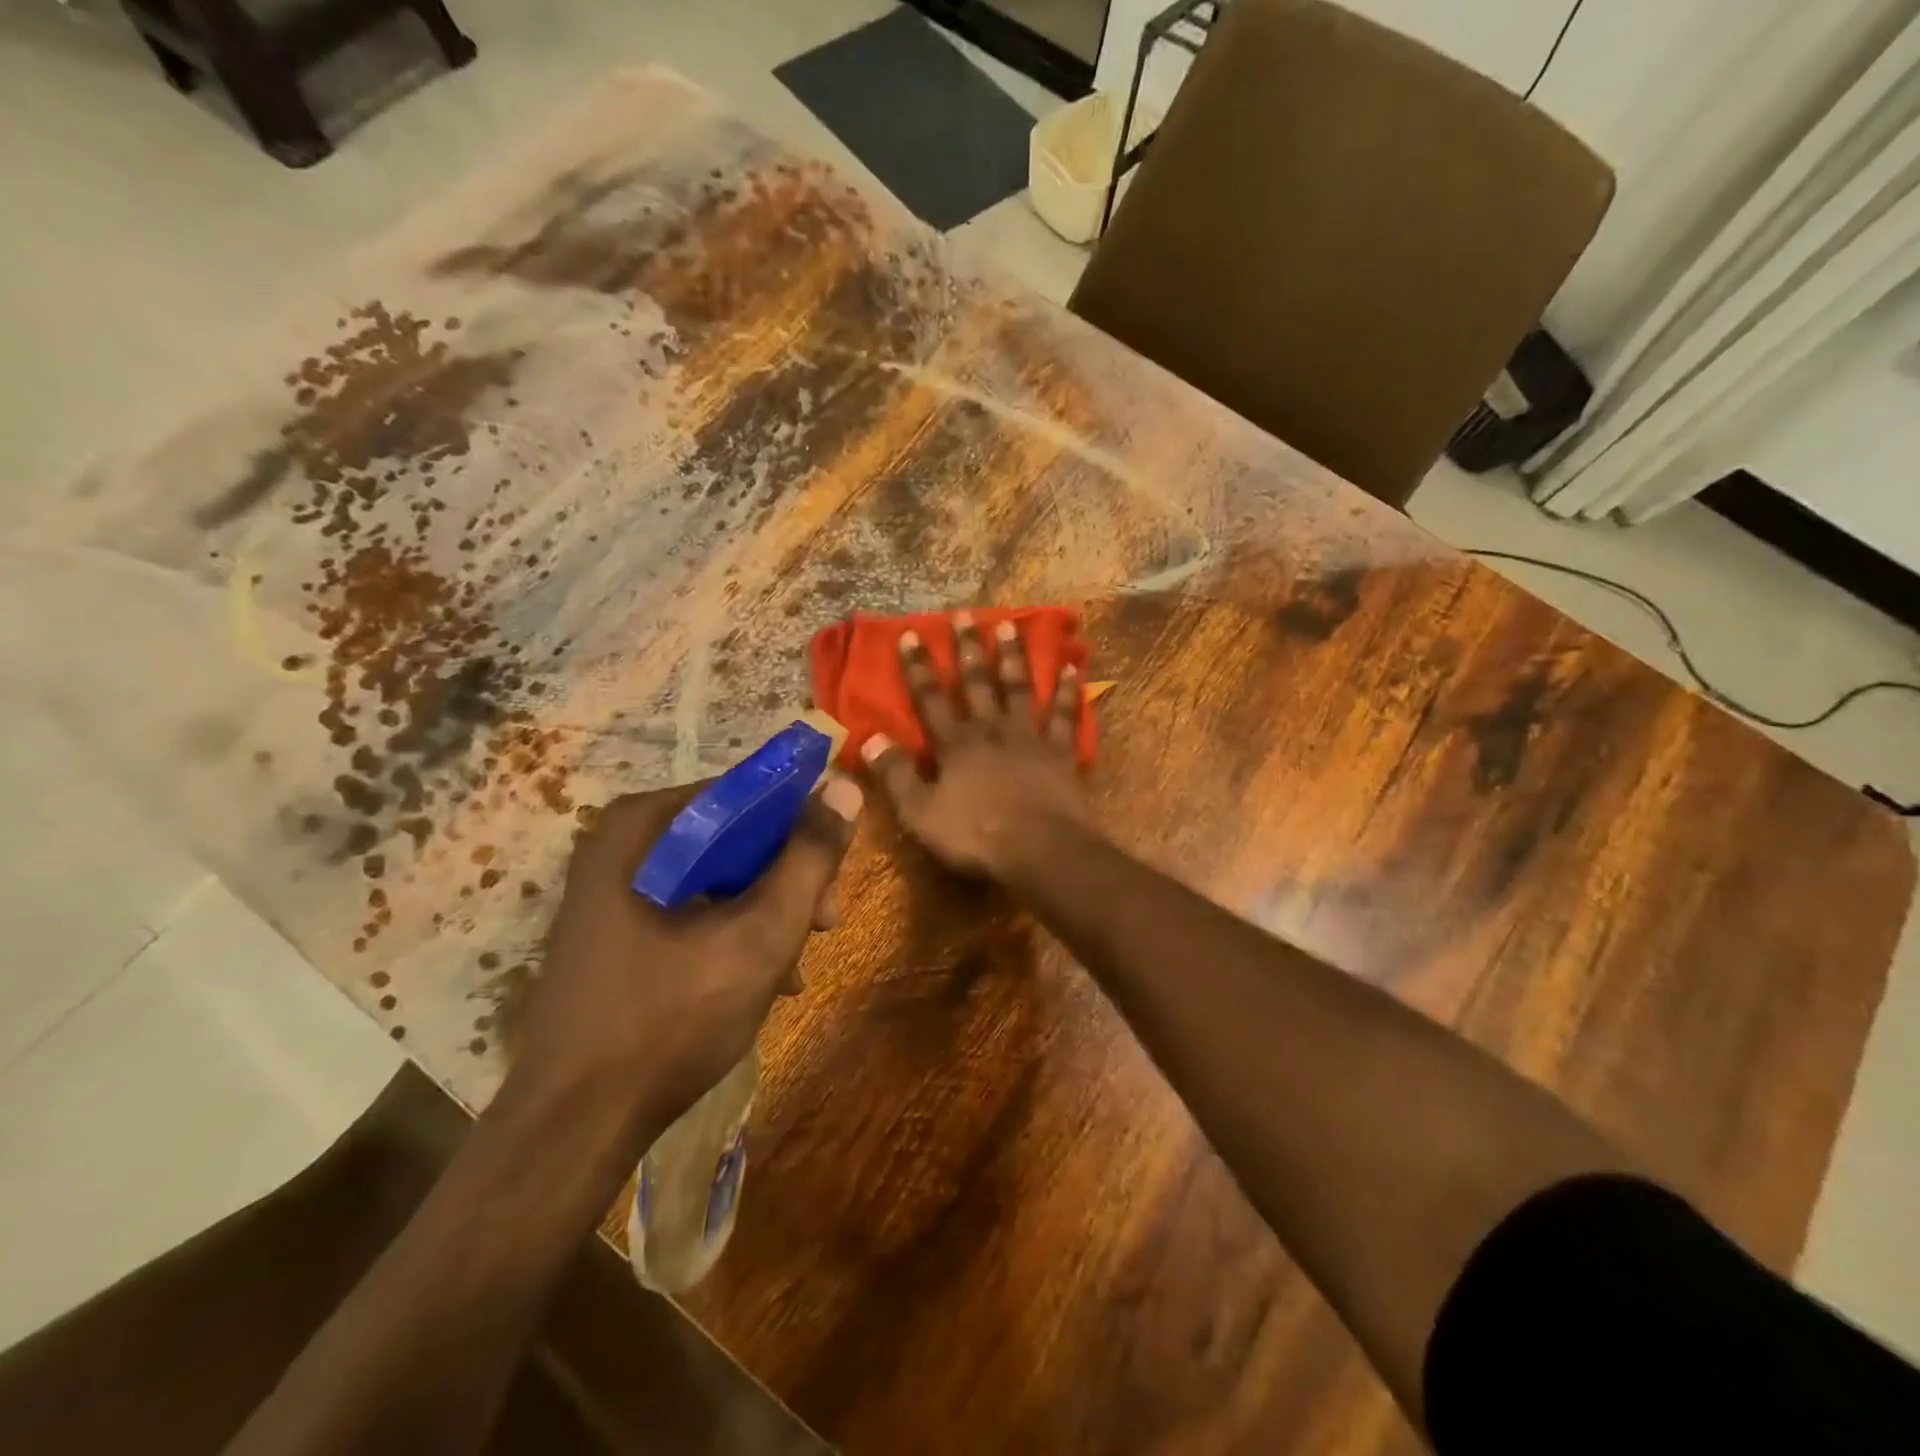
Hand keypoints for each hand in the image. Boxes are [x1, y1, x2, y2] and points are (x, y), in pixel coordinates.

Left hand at [510, 775, 863, 1149]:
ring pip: (715, 876)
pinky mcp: (612, 929)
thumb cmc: (672, 1019)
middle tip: (824, 924)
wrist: (574, 1126)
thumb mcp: (761, 934)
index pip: (745, 794)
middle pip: (731, 837)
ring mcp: (611, 888)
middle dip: (786, 880)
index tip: (834, 871)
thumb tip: (844, 788)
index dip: (801, 826)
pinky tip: (762, 980)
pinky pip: (689, 908)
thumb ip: (809, 857)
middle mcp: (620, 844)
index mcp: (643, 826)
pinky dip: (731, 933)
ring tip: (796, 966)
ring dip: (765, 912)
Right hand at [861, 612, 1092, 879]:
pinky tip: (1070, 668)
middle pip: (978, 683)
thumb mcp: (920, 813)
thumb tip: (867, 739)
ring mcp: (1029, 738)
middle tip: (965, 614)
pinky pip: (1065, 716)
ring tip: (1010, 625)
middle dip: (968, 648)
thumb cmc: (976, 836)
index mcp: (955, 745)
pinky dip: (1067, 692)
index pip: (930, 699)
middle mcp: (991, 730)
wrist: (1040, 850)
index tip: (912, 634)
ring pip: (1020, 689)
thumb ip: (895, 775)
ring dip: (1013, 657)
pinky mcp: (1061, 753)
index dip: (918, 668)